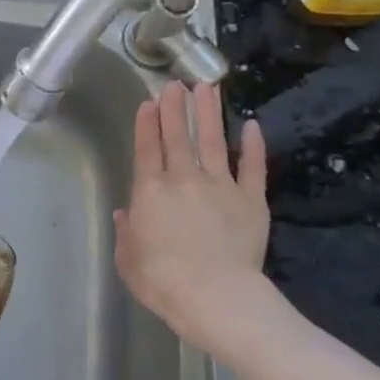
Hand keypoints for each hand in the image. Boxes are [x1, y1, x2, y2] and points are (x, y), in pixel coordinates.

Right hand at [114, 82, 272, 356]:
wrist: (214, 295)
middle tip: (176, 84)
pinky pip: (253, 167)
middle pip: (179, 136)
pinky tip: (253, 125)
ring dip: (210, 113)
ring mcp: (221, 186)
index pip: (147, 149)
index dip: (147, 124)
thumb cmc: (162, 281)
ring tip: (208, 87)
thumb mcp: (128, 259)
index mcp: (151, 192)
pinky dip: (254, 145)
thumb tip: (125, 214)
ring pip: (214, 141)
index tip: (149, 102)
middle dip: (176, 107)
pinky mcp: (251, 200)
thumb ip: (126, 232)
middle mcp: (184, 179)